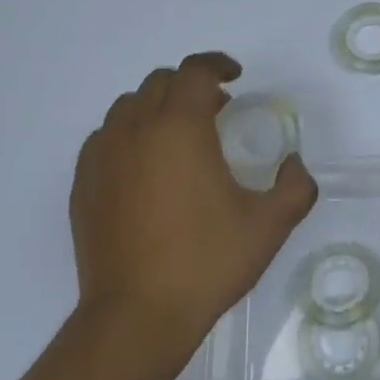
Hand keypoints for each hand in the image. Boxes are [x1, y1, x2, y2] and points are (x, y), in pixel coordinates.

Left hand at [71, 53, 317, 362]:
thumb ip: (295, 186)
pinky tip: (145, 168)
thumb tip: (295, 164)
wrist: (137, 315)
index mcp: (180, 128)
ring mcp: (102, 155)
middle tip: (216, 111)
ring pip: (128, 107)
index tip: (234, 76)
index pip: (195, 71)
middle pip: (160, 83)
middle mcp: (136, 129)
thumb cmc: (206, 263)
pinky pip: (106, 138)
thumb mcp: (269, 225)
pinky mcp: (83, 183)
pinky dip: (129, 135)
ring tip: (179, 138)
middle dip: (190, 86)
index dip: (217, 64)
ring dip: (158, 108)